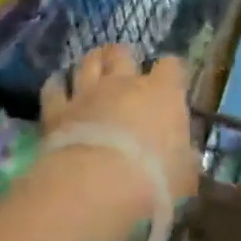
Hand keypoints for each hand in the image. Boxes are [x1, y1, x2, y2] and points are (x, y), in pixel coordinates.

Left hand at [40, 45, 199, 203]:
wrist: (98, 188)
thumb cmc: (154, 181)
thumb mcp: (184, 176)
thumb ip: (184, 160)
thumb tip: (186, 156)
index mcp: (162, 93)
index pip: (172, 66)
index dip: (171, 72)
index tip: (172, 84)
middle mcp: (124, 84)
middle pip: (122, 53)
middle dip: (123, 56)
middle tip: (124, 67)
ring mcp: (88, 94)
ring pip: (88, 62)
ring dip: (92, 63)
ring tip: (94, 67)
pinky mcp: (57, 111)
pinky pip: (54, 88)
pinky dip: (56, 85)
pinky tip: (58, 85)